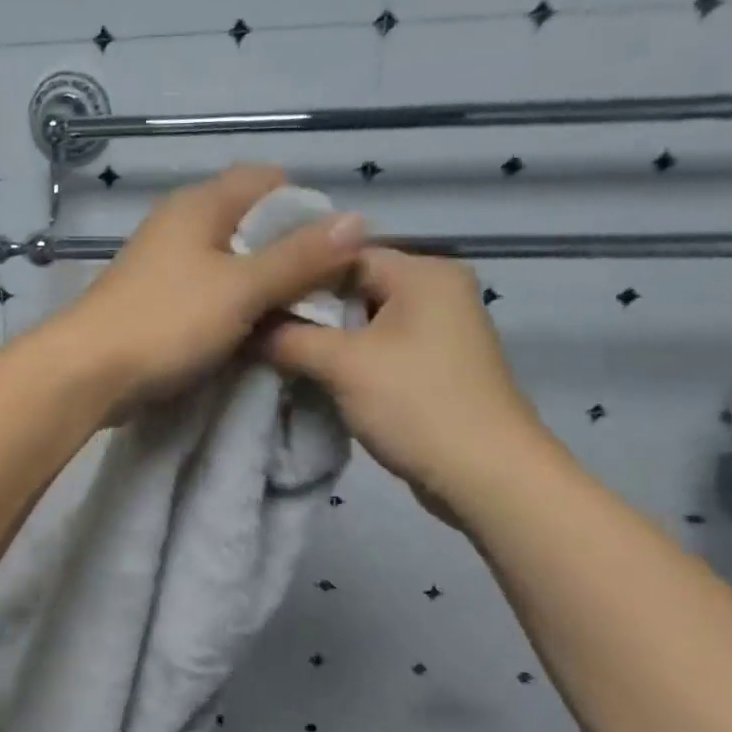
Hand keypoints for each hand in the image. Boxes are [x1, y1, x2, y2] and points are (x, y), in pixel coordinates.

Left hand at [53, 165, 365, 407]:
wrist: (88, 373)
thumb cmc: (167, 321)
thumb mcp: (242, 288)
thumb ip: (299, 257)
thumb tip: (358, 220)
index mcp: (201, 205)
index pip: (269, 182)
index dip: (307, 210)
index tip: (331, 254)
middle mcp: (183, 225)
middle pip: (253, 226)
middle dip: (290, 256)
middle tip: (321, 296)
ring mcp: (167, 265)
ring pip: (232, 266)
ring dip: (263, 290)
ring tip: (294, 322)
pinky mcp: (158, 302)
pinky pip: (210, 296)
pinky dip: (234, 311)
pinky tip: (253, 338)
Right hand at [259, 249, 559, 521]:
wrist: (485, 476)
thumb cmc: (416, 404)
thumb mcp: (342, 365)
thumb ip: (288, 338)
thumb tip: (247, 327)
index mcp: (423, 273)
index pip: (342, 254)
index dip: (294, 275)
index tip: (253, 299)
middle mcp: (436, 291)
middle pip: (352, 288)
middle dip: (305, 312)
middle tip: (256, 330)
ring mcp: (438, 331)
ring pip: (361, 323)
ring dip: (322, 341)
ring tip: (274, 354)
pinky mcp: (432, 366)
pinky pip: (377, 350)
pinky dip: (345, 361)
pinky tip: (310, 377)